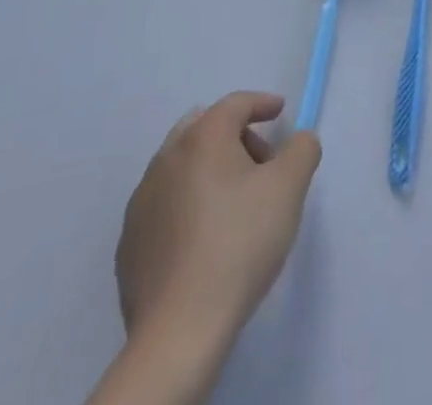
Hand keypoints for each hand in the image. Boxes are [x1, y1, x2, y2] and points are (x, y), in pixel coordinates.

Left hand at [115, 93, 320, 342]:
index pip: (235, 104)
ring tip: (233, 203)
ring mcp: (141, 203)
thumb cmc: (240, 242)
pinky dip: (186, 204)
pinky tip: (204, 238)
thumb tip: (298, 141)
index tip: (280, 112)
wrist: (180, 329)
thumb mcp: (290, 187)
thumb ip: (302, 149)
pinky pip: (164, 205)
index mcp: (202, 139)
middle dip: (233, 135)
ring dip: (208, 169)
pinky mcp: (129, 244)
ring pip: (180, 166)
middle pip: (202, 128)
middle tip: (260, 162)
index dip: (262, 103)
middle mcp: (166, 160)